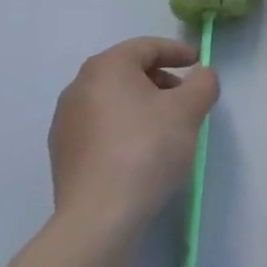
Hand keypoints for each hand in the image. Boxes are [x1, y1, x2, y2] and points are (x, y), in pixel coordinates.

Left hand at [48, 37, 218, 242]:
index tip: (198, 63)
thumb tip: (200, 76)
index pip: (147, 47)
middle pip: (129, 72)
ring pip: (114, 101)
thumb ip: (203, 82)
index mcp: (106, 67)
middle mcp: (79, 87)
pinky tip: (142, 152)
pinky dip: (124, 129)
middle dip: (161, 80)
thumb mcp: (190, 108)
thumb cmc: (147, 149)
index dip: (178, 51)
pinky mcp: (62, 155)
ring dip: (143, 106)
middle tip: (186, 98)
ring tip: (167, 128)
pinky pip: (101, 128)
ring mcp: (65, 123)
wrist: (98, 219)